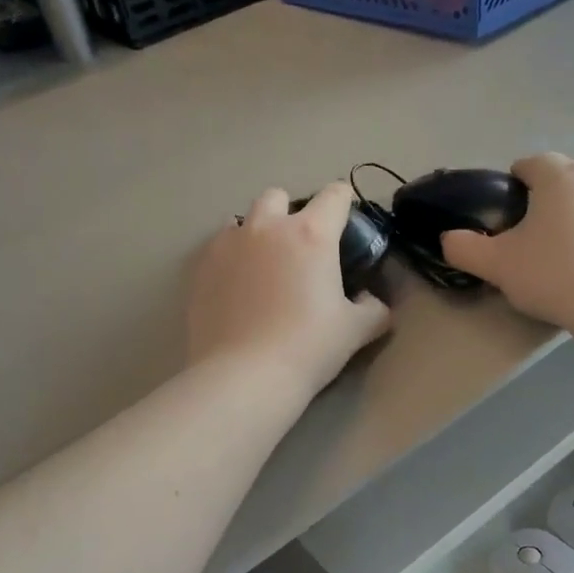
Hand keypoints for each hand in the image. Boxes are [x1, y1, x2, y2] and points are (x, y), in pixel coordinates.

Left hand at [186, 183, 390, 398]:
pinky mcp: (200, 268)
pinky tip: (236, 290)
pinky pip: (218, 249)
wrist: (243, 377)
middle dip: (290, 214)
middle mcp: (266, 228)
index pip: (334, 195)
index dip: (344, 205)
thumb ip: (373, 309)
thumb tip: (371, 301)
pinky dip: (230, 260)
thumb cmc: (308, 347)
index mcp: (310, 234)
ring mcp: (227, 245)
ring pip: (241, 220)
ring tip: (262, 269)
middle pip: (278, 197)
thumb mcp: (356, 330)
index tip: (345, 225)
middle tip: (299, 251)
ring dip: (255, 234)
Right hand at [440, 154, 573, 331]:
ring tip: (560, 247)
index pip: (528, 164)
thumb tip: (448, 239)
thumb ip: (463, 248)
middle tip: (531, 233)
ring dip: (572, 209)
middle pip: (561, 173)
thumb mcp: (496, 264)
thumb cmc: (553, 273)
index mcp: (557, 173)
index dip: (510, 188)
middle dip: (545, 194)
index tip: (505, 220)